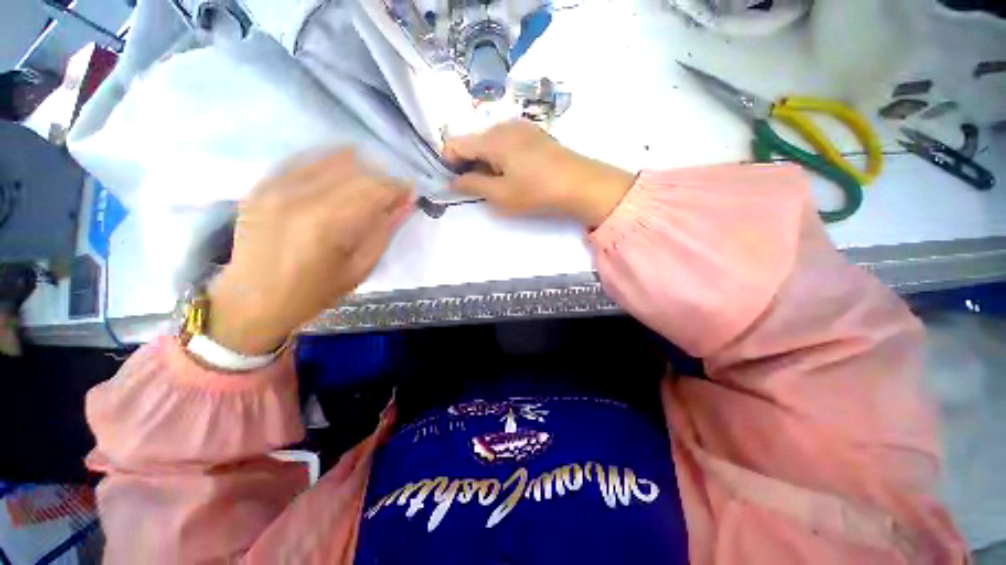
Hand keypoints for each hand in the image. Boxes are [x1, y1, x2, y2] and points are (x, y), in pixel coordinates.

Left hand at [207, 151, 412, 354]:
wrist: (252, 300)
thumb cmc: (313, 292)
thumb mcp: (360, 269)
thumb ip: (384, 231)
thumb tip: (406, 204)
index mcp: (327, 224)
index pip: (374, 188)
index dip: (398, 188)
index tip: (409, 193)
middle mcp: (300, 196)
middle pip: (357, 169)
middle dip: (382, 180)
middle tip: (390, 196)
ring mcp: (277, 185)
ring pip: (333, 158)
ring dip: (359, 169)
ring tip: (366, 189)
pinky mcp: (264, 183)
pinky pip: (307, 159)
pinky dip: (331, 166)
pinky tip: (339, 182)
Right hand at [444, 120, 634, 227]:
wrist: (580, 183)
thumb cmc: (536, 191)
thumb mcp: (500, 195)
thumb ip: (472, 185)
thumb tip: (454, 180)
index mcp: (491, 138)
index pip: (455, 143)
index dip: (449, 162)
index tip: (457, 182)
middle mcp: (503, 125)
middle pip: (472, 140)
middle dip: (469, 163)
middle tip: (481, 187)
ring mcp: (521, 126)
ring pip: (489, 141)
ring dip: (486, 160)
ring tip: (500, 182)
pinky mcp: (534, 133)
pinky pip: (506, 141)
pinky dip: (501, 156)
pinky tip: (515, 172)